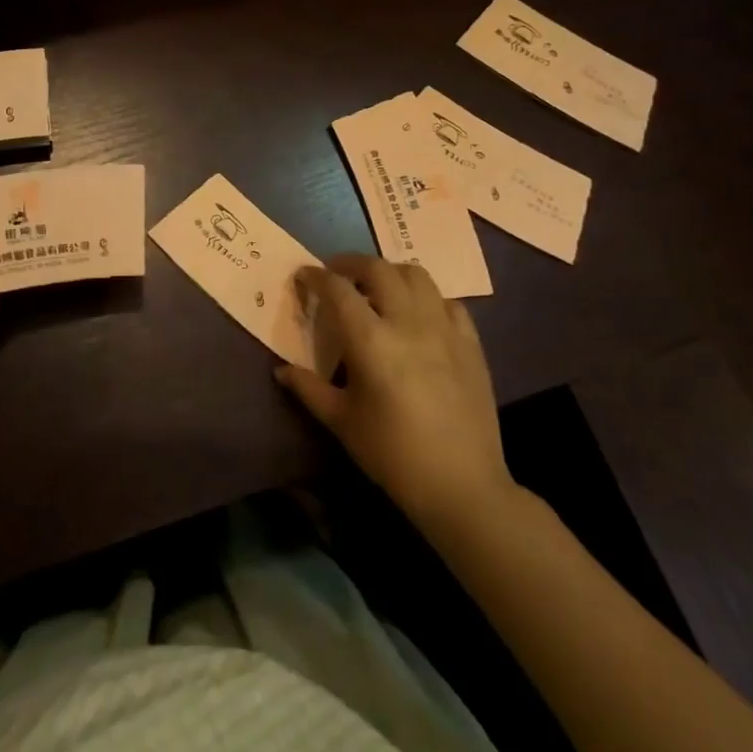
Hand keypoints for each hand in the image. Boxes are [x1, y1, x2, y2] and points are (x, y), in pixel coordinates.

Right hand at [277, 255, 515, 524]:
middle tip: (336, 275)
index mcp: (371, 341)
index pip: (338, 289)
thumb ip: (309, 389)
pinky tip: (418, 316)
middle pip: (378, 269)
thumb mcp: (342, 422)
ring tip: (376, 288)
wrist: (462, 487)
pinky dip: (427, 299)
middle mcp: (408, 323)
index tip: (303, 276)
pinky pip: (448, 302)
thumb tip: (281, 371)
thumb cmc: (393, 455)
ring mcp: (444, 329)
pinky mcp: (471, 344)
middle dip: (351, 264)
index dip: (316, 277)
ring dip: (390, 273)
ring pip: (417, 275)